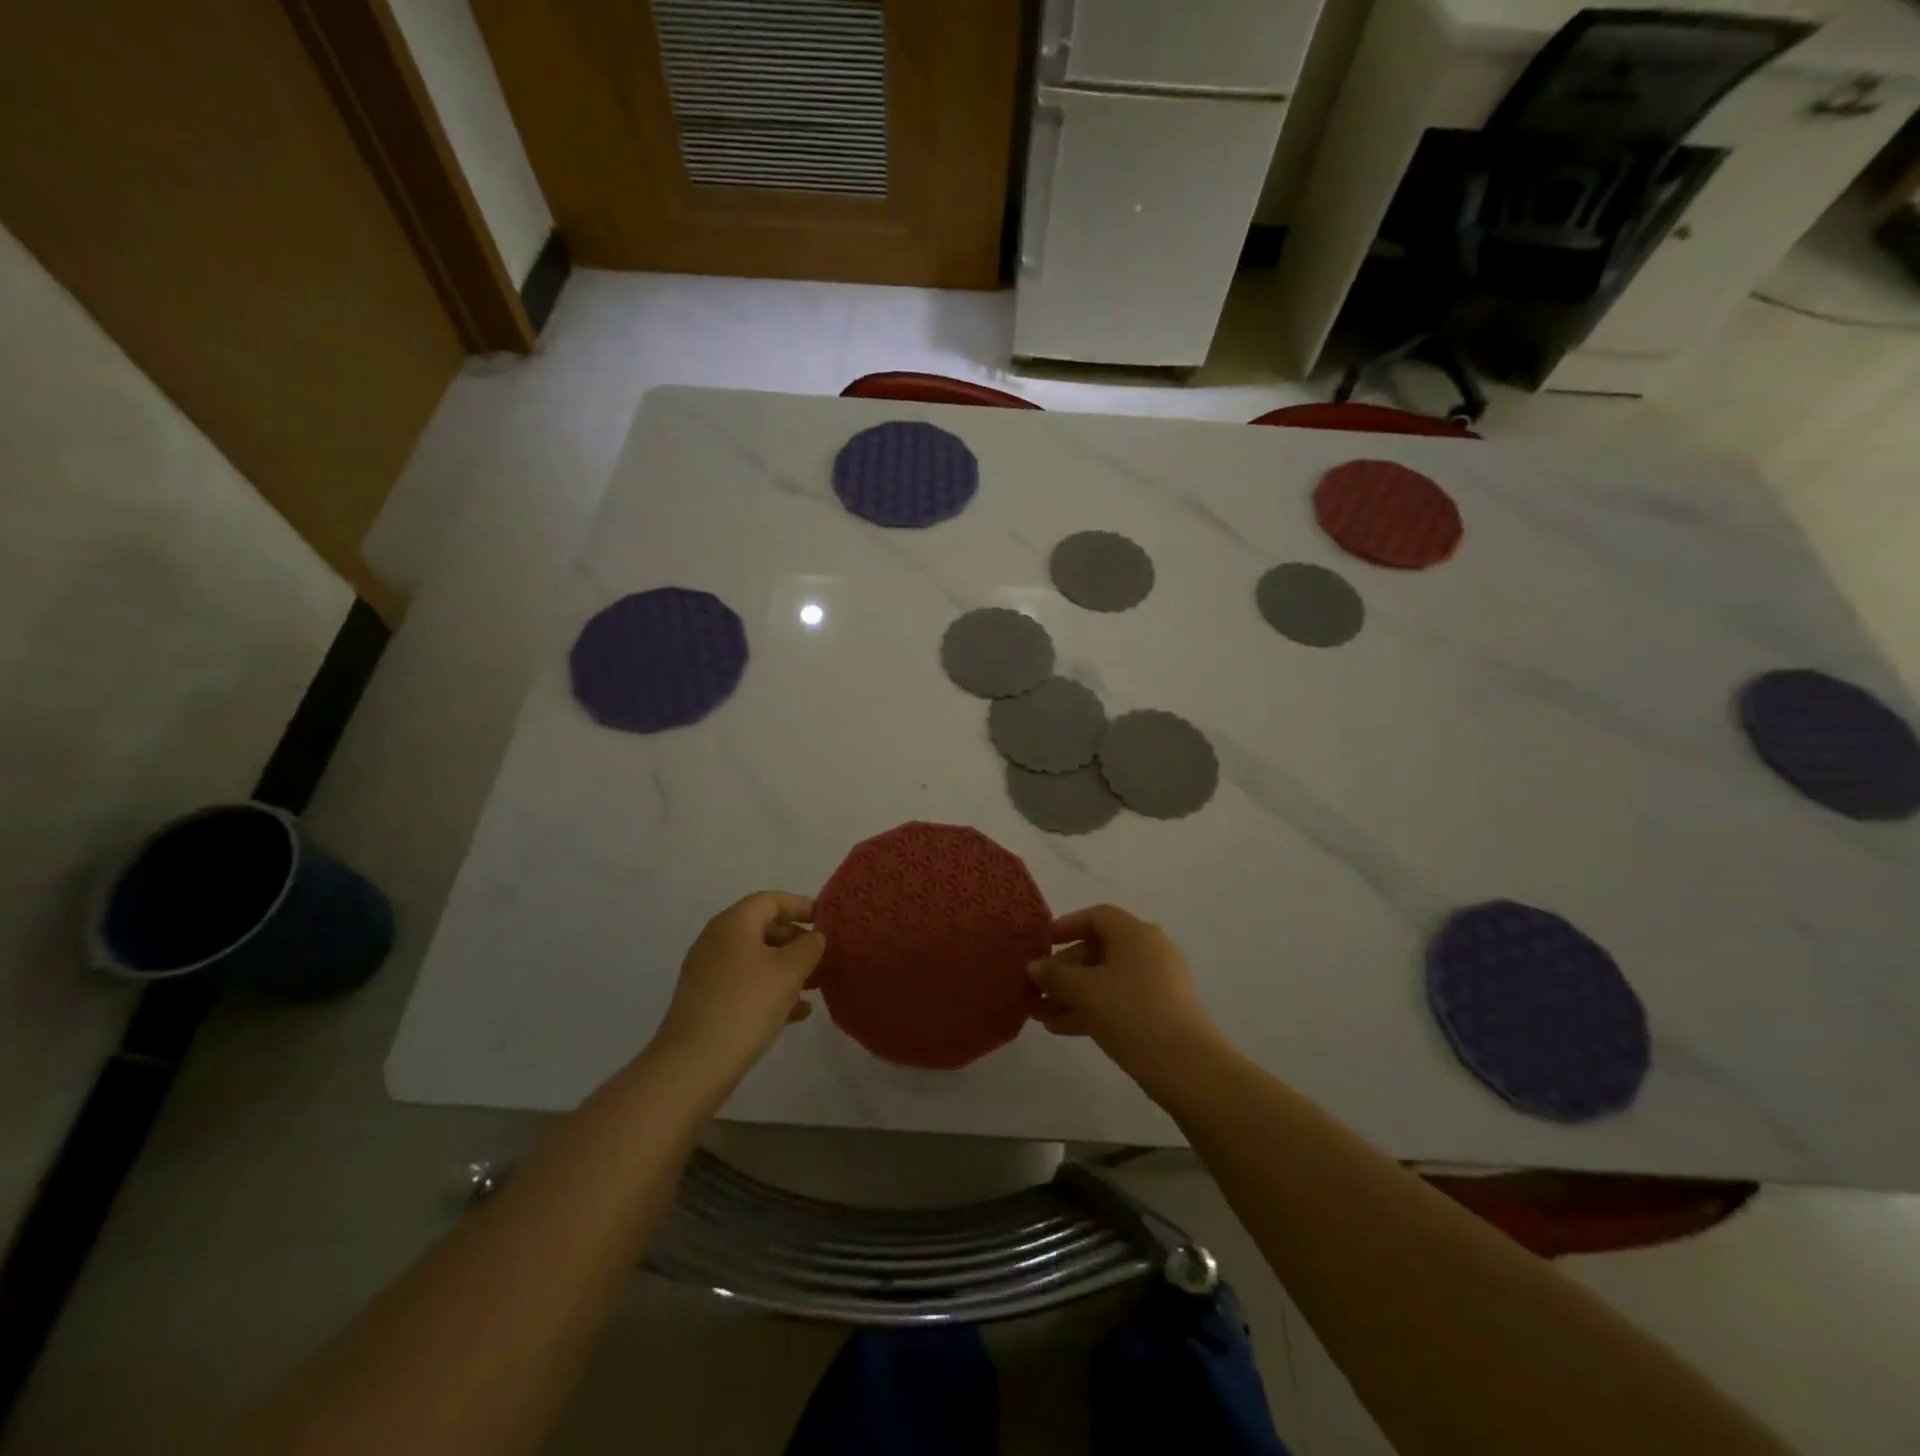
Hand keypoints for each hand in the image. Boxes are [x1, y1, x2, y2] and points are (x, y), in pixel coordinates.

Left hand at [649, 892, 824, 1092]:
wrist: (693, 1064)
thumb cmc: (747, 1005)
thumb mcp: (789, 971)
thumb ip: (808, 947)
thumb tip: (814, 937)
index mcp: (733, 923)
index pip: (771, 900)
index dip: (801, 905)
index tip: (827, 920)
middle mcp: (716, 940)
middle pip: (763, 928)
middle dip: (796, 940)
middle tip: (824, 956)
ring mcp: (708, 972)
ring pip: (756, 959)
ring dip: (786, 967)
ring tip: (816, 985)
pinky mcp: (706, 1000)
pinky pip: (745, 983)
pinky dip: (770, 989)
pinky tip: (796, 1013)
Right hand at [1028, 905, 1222, 1090]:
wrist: (1186, 1067)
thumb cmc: (1131, 1013)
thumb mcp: (1085, 991)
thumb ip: (1055, 975)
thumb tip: (1033, 966)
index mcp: (1134, 933)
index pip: (1096, 916)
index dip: (1066, 926)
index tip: (1041, 944)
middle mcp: (1149, 950)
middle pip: (1098, 950)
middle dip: (1063, 970)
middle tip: (1036, 989)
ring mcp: (1157, 982)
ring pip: (1105, 980)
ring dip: (1072, 994)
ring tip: (1040, 1014)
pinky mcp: (1160, 1011)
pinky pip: (1118, 1000)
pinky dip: (1092, 1009)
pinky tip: (1062, 1028)